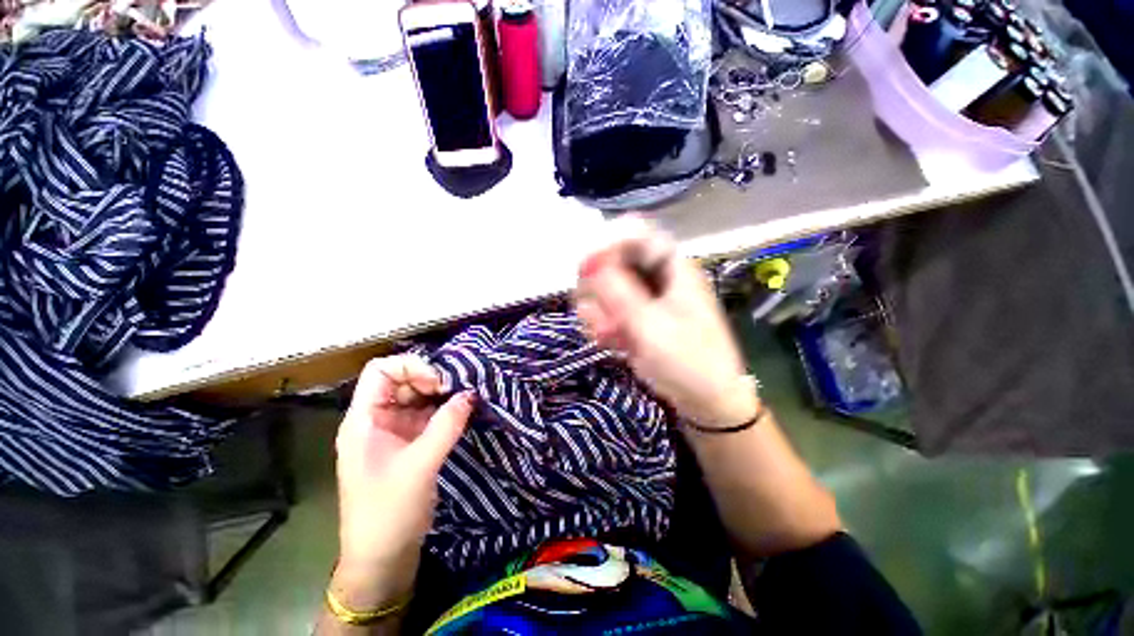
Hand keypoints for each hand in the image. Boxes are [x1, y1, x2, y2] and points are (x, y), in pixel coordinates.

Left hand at [332, 355, 474, 603]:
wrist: (383, 558)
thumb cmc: (388, 513)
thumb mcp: (419, 466)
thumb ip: (446, 426)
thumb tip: (470, 394)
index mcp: (364, 420)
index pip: (380, 370)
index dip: (410, 367)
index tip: (438, 384)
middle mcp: (377, 419)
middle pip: (402, 379)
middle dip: (431, 378)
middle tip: (458, 390)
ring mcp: (395, 430)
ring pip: (418, 396)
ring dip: (441, 393)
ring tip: (465, 398)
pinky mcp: (410, 442)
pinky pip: (428, 414)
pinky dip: (445, 409)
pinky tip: (462, 412)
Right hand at [575, 218, 757, 427]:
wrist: (703, 398)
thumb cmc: (689, 360)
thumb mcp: (653, 327)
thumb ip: (621, 294)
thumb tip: (592, 263)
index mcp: (670, 268)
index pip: (635, 234)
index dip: (607, 243)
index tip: (585, 267)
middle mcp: (653, 276)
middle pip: (610, 260)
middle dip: (596, 286)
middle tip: (595, 311)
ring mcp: (640, 297)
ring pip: (601, 287)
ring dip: (596, 309)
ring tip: (606, 332)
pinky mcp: (630, 317)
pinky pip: (603, 309)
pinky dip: (599, 324)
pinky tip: (607, 341)